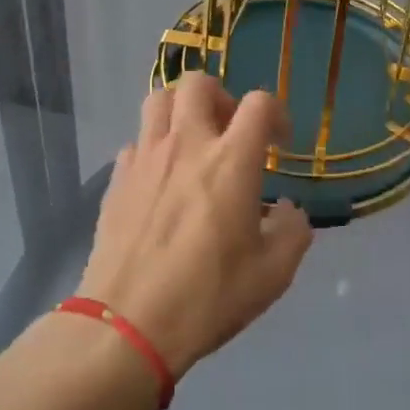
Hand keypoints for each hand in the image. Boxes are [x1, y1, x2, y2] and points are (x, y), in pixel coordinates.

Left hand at [76, 74, 312, 377]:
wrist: (127, 326)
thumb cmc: (207, 297)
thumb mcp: (272, 275)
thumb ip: (292, 232)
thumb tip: (288, 211)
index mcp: (231, 160)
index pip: (259, 103)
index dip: (276, 113)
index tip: (279, 143)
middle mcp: (187, 144)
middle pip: (198, 83)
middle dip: (221, 97)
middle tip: (230, 132)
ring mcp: (146, 158)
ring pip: (158, 100)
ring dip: (180, 111)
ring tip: (193, 144)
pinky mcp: (117, 179)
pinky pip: (136, 142)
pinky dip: (153, 148)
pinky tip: (160, 181)